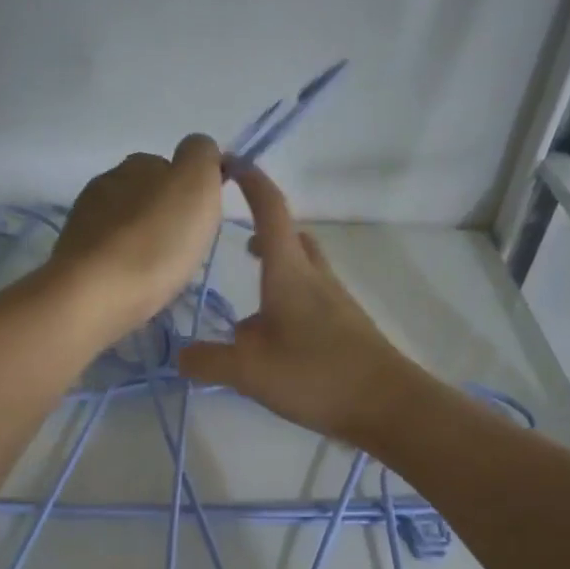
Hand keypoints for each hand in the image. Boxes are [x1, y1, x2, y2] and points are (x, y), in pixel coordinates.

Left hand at [50, 134, 226, 336]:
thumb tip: (197, 151)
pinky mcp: (71, 256)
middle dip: (163, 215)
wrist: (95, 295)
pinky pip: (106, 252)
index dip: (189, 191)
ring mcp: (83, 219)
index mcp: (138, 163)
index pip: (170, 165)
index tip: (200, 223)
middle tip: (181, 248)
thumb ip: (201, 157)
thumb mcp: (195, 185)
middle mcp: (106, 182)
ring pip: (123, 223)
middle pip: (144, 194)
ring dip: (141, 239)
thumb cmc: (156, 241)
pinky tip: (131, 282)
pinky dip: (121, 262)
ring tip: (157, 270)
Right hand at [177, 166, 413, 443]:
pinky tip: (273, 345)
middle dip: (265, 232)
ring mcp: (335, 303)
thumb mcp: (249, 371)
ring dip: (277, 273)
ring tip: (248, 309)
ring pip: (303, 271)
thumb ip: (208, 361)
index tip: (229, 164)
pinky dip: (288, 306)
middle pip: (291, 238)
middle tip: (239, 245)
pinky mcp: (346, 329)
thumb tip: (182, 354)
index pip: (270, 210)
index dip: (251, 181)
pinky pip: (311, 302)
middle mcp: (314, 279)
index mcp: (289, 273)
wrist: (387, 405)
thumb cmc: (316, 375)